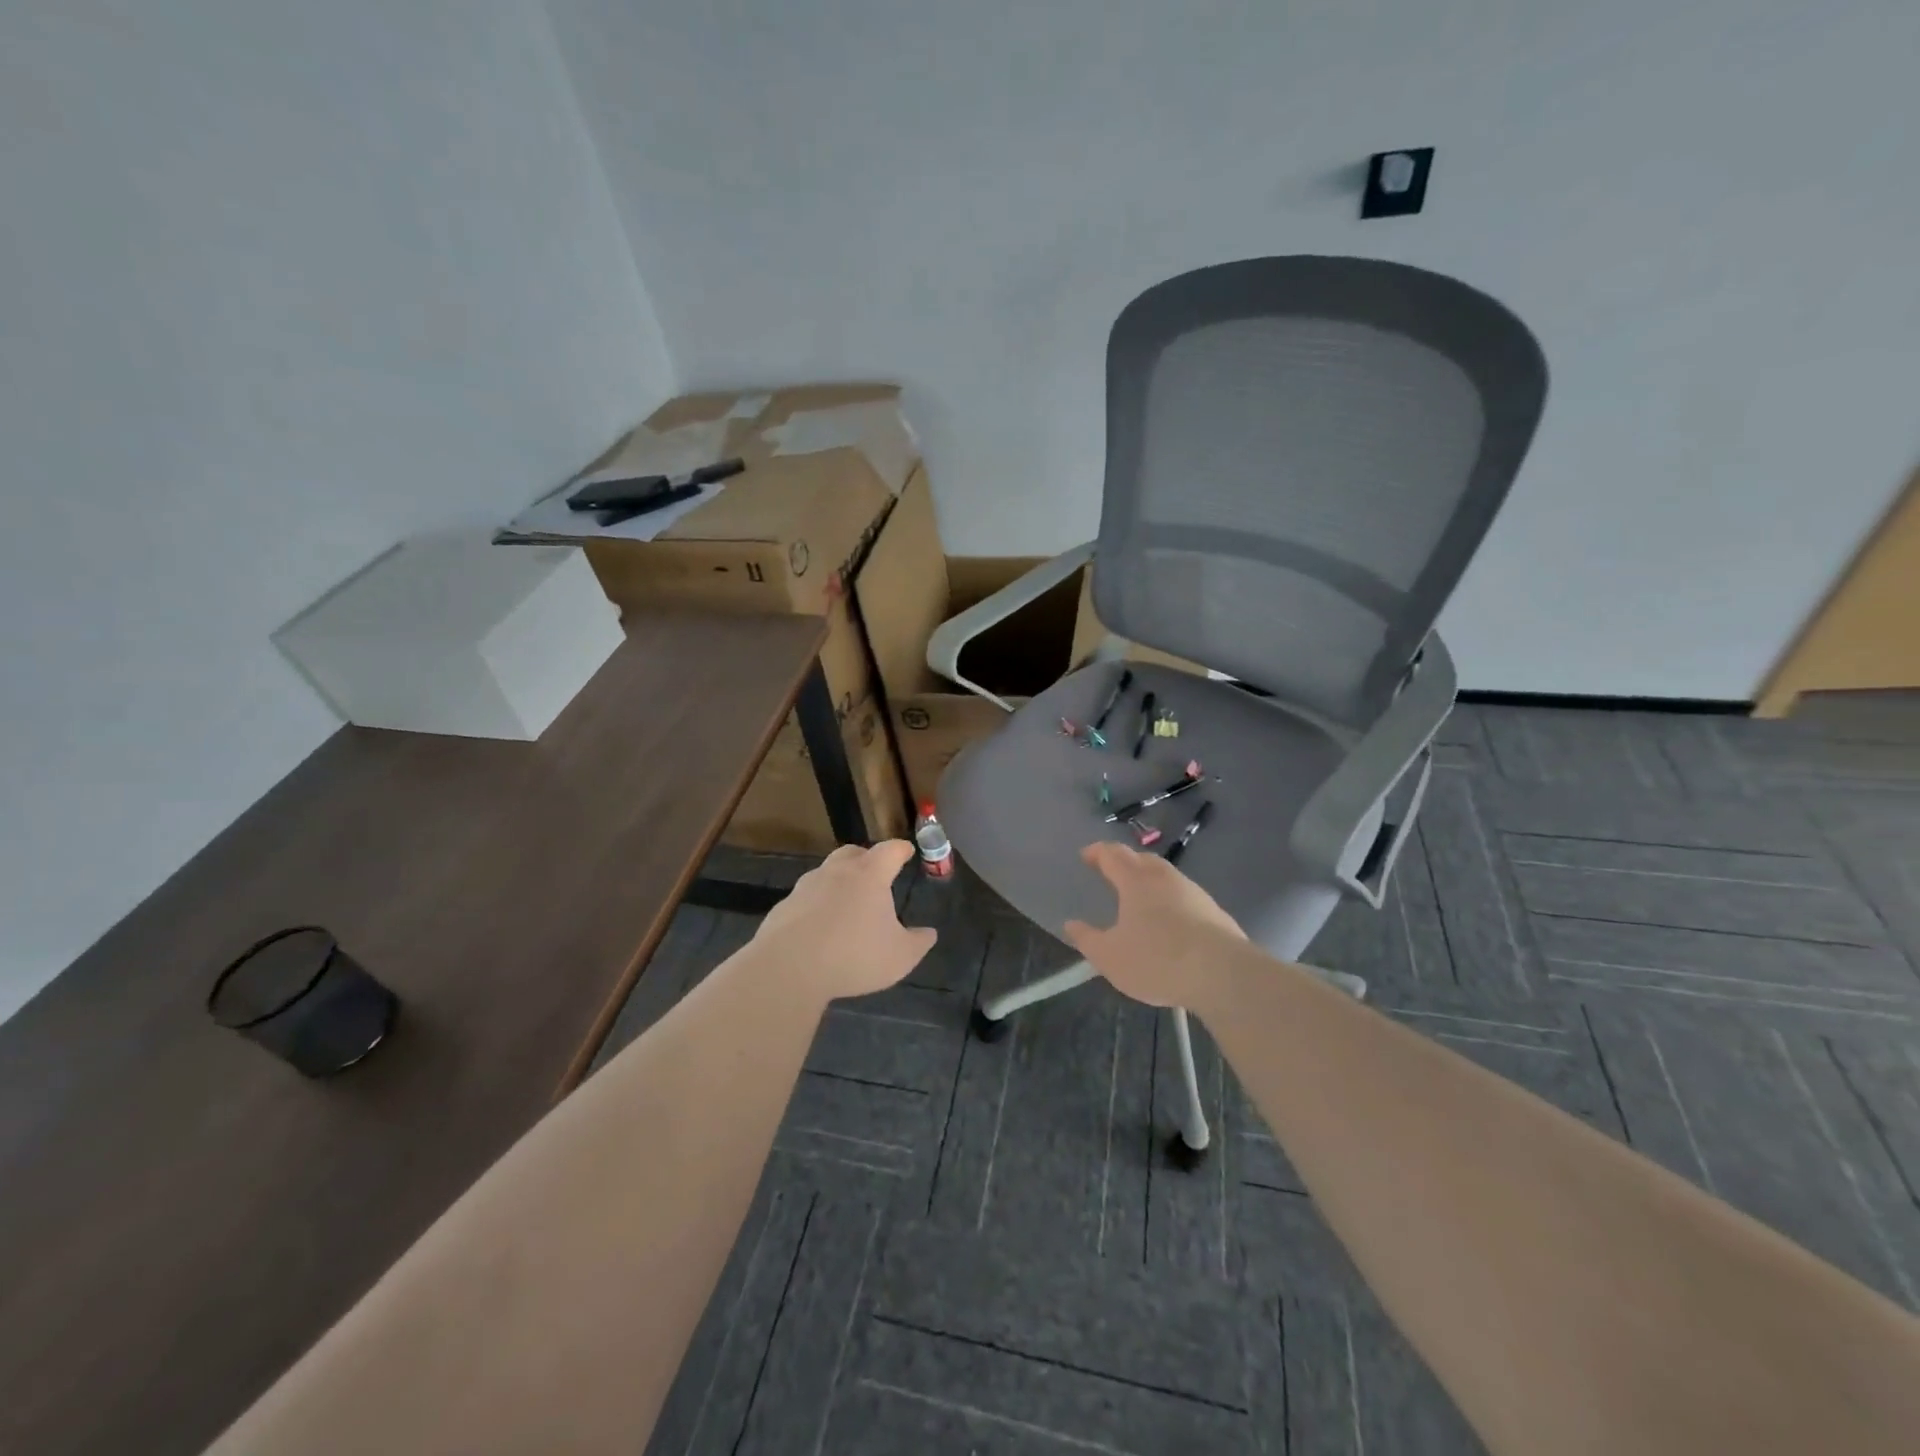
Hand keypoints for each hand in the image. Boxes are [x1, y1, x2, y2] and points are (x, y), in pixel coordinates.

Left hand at [752, 841, 936, 999]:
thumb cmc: (854, 955)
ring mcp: (806, 887)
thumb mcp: (900, 956)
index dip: (901, 850)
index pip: (890, 851)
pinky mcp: (783, 907)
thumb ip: (918, 943)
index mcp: (869, 875)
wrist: (788, 968)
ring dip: (838, 882)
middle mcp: (836, 872)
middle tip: (875, 872)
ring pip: (826, 874)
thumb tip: (929, 933)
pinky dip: (816, 906)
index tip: (907, 851)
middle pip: (853, 853)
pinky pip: (806, 899)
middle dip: (866, 858)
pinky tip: (819, 928)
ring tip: (847, 903)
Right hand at [1063, 841, 1247, 1008]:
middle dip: (1125, 861)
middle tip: (1112, 872)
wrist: (1224, 974)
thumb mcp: (1110, 957)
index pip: (1112, 855)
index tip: (1086, 855)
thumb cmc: (1158, 960)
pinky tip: (1170, 922)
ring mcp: (1194, 893)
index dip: (1097, 853)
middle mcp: (1165, 878)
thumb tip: (1071, 924)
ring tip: (1140, 899)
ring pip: (1167, 877)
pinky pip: (1185, 897)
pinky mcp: (1215, 912)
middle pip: (1142, 859)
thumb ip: (1087, 939)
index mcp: (1136, 880)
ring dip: (1150, 881)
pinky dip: (1171, 901)